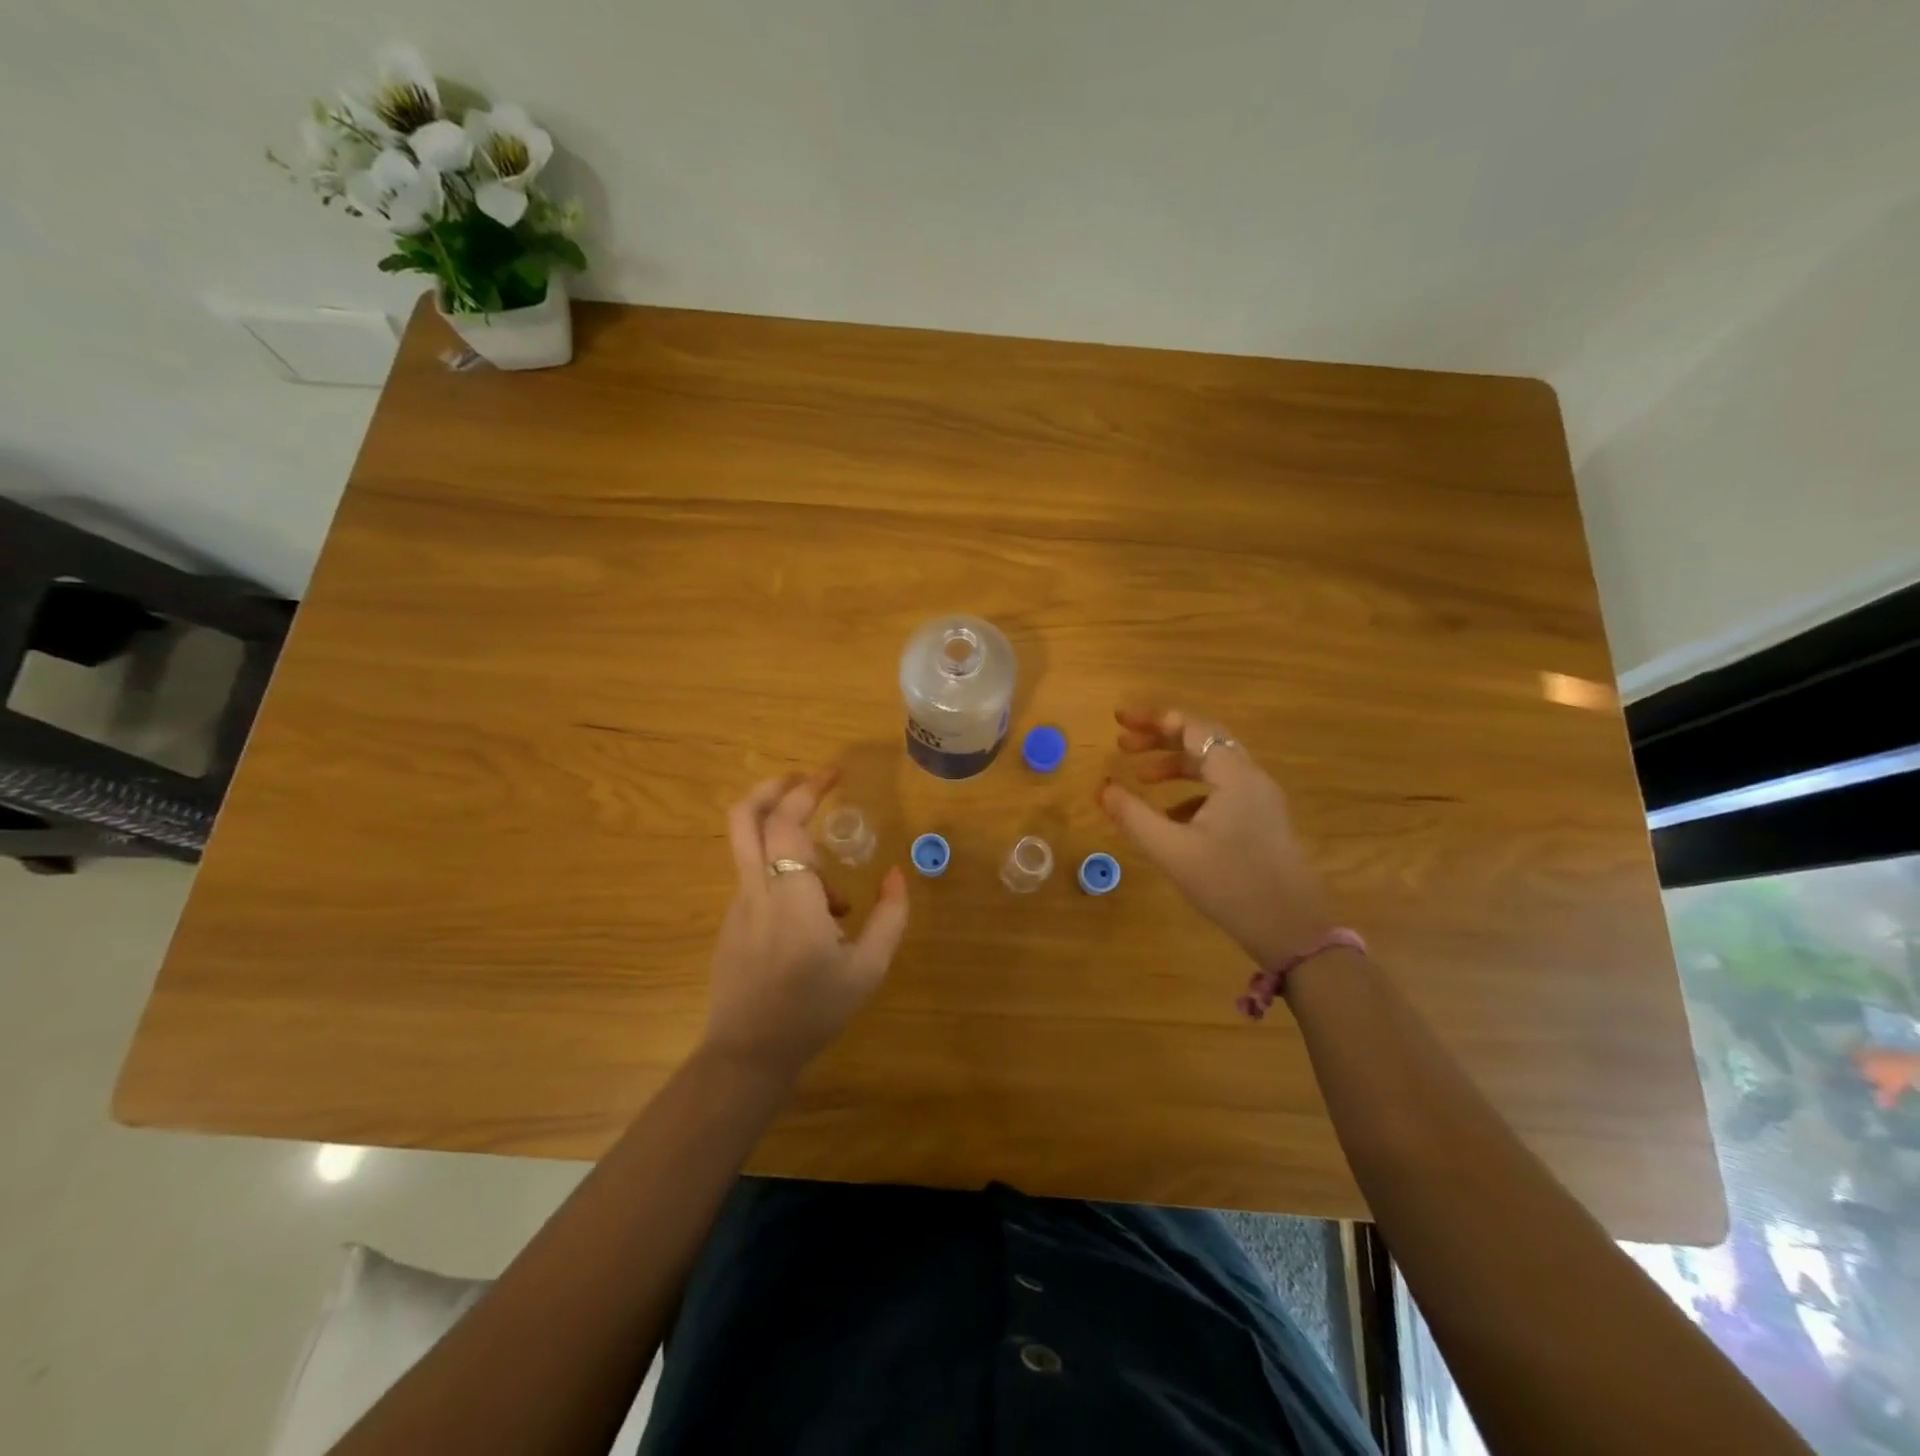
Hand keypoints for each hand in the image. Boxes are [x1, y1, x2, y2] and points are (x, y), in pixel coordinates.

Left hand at [703, 769, 910, 1081]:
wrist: (748, 1055)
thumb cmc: (812, 1011)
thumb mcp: (867, 969)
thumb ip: (889, 917)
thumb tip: (895, 875)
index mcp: (790, 896)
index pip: (786, 823)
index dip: (807, 789)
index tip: (834, 774)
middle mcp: (756, 890)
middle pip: (744, 817)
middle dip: (773, 787)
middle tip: (806, 781)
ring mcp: (738, 907)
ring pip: (751, 848)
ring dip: (790, 842)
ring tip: (836, 896)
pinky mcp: (733, 924)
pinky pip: (759, 882)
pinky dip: (788, 879)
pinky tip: (818, 924)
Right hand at [1100, 708, 1333, 974]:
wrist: (1293, 931)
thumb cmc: (1231, 885)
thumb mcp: (1172, 851)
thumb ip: (1133, 816)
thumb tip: (1102, 788)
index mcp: (1234, 775)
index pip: (1192, 728)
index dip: (1153, 720)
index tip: (1119, 721)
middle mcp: (1252, 779)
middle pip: (1204, 742)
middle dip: (1161, 739)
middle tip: (1123, 744)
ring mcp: (1261, 801)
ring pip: (1213, 768)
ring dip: (1176, 766)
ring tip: (1142, 778)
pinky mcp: (1262, 823)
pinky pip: (1222, 791)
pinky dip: (1192, 792)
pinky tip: (1170, 817)